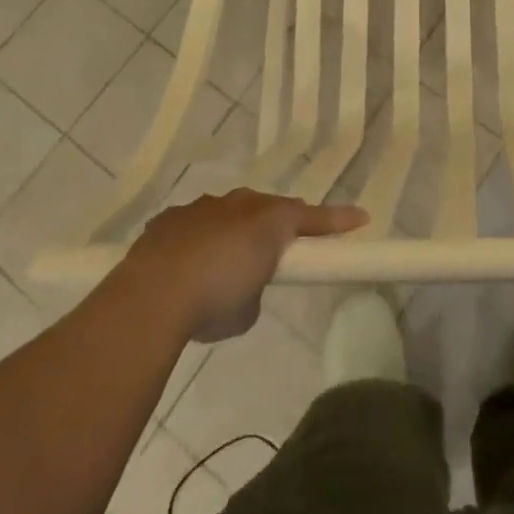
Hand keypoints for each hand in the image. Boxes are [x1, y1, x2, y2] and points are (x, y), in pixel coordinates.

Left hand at [117, 189, 366, 341]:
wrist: (152, 295)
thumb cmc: (214, 301)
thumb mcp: (247, 310)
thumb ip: (256, 289)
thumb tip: (242, 285)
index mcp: (269, 221)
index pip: (313, 218)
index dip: (338, 221)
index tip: (361, 219)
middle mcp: (239, 203)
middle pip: (269, 210)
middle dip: (277, 226)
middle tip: (280, 250)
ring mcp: (203, 207)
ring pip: (229, 212)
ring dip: (233, 232)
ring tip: (222, 267)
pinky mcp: (170, 218)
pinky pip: (194, 225)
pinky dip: (197, 241)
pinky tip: (185, 266)